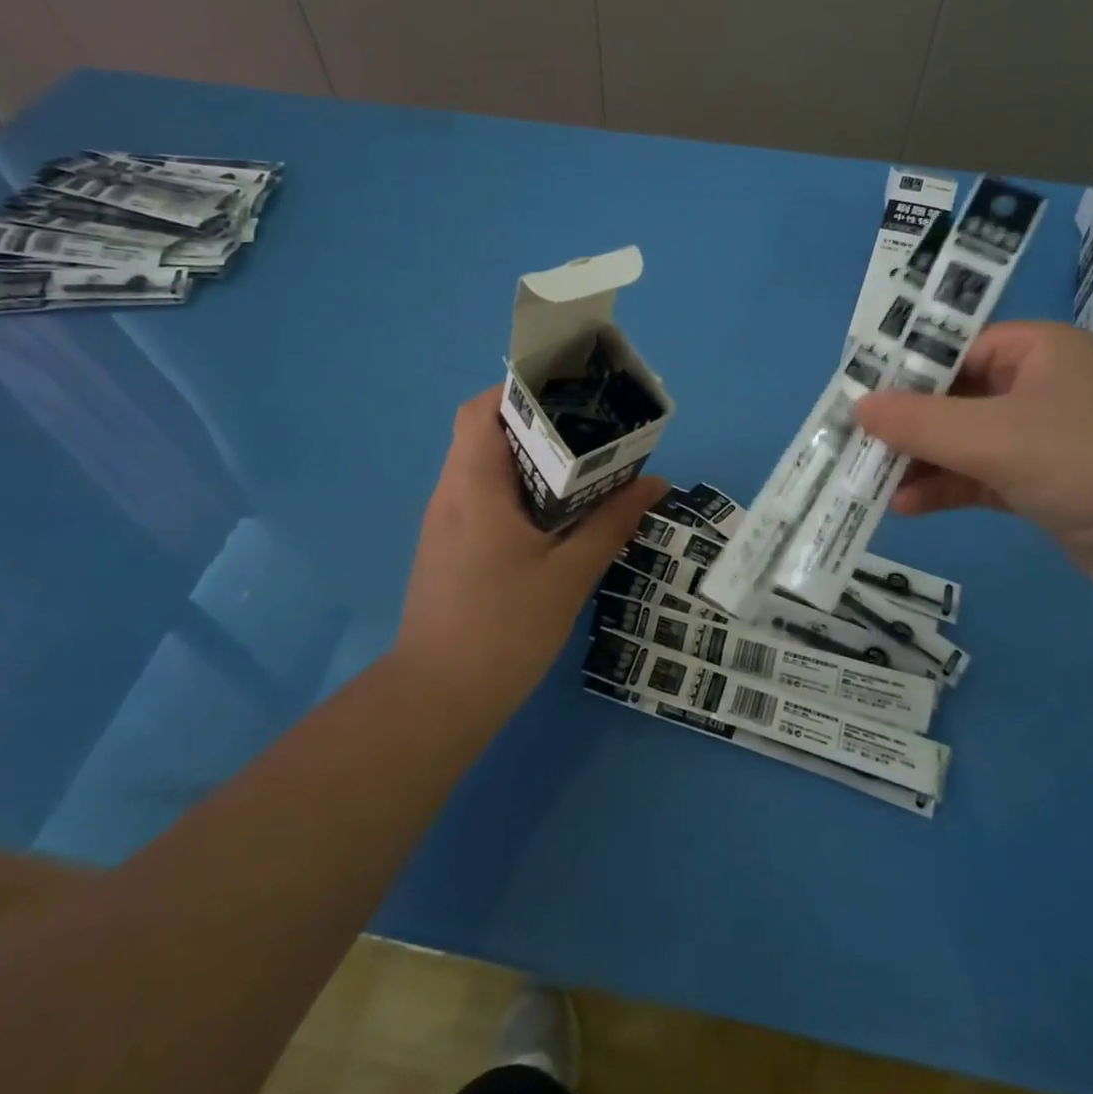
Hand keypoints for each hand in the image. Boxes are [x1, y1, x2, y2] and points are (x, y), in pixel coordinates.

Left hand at [395, 386, 667, 715]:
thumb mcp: (569, 575)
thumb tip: (655, 484)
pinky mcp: (449, 547)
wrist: (437, 701)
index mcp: (474, 487)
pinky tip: (555, 514)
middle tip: (591, 430)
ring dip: (529, 458)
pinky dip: (518, 489)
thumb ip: (611, 523)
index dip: (522, 391)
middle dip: (538, 424)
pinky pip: (482, 497)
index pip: (483, 410)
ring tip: (582, 466)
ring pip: (484, 466)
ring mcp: (445, 522)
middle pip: (485, 433)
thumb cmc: (503, 631)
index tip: (570, 395)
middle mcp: (451, 494)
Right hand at [856, 322, 1092, 617]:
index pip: (956, 347)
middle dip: (907, 424)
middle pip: (955, 396)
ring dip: (921, 461)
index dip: (904, 370)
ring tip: (869, 482)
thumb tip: (858, 406)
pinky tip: (907, 507)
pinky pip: (982, 478)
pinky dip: (947, 488)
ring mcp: (1046, 440)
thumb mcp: (997, 436)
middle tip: (853, 444)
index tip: (856, 396)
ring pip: (965, 441)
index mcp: (1040, 351)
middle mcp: (1042, 387)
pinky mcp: (1047, 487)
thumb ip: (922, 422)